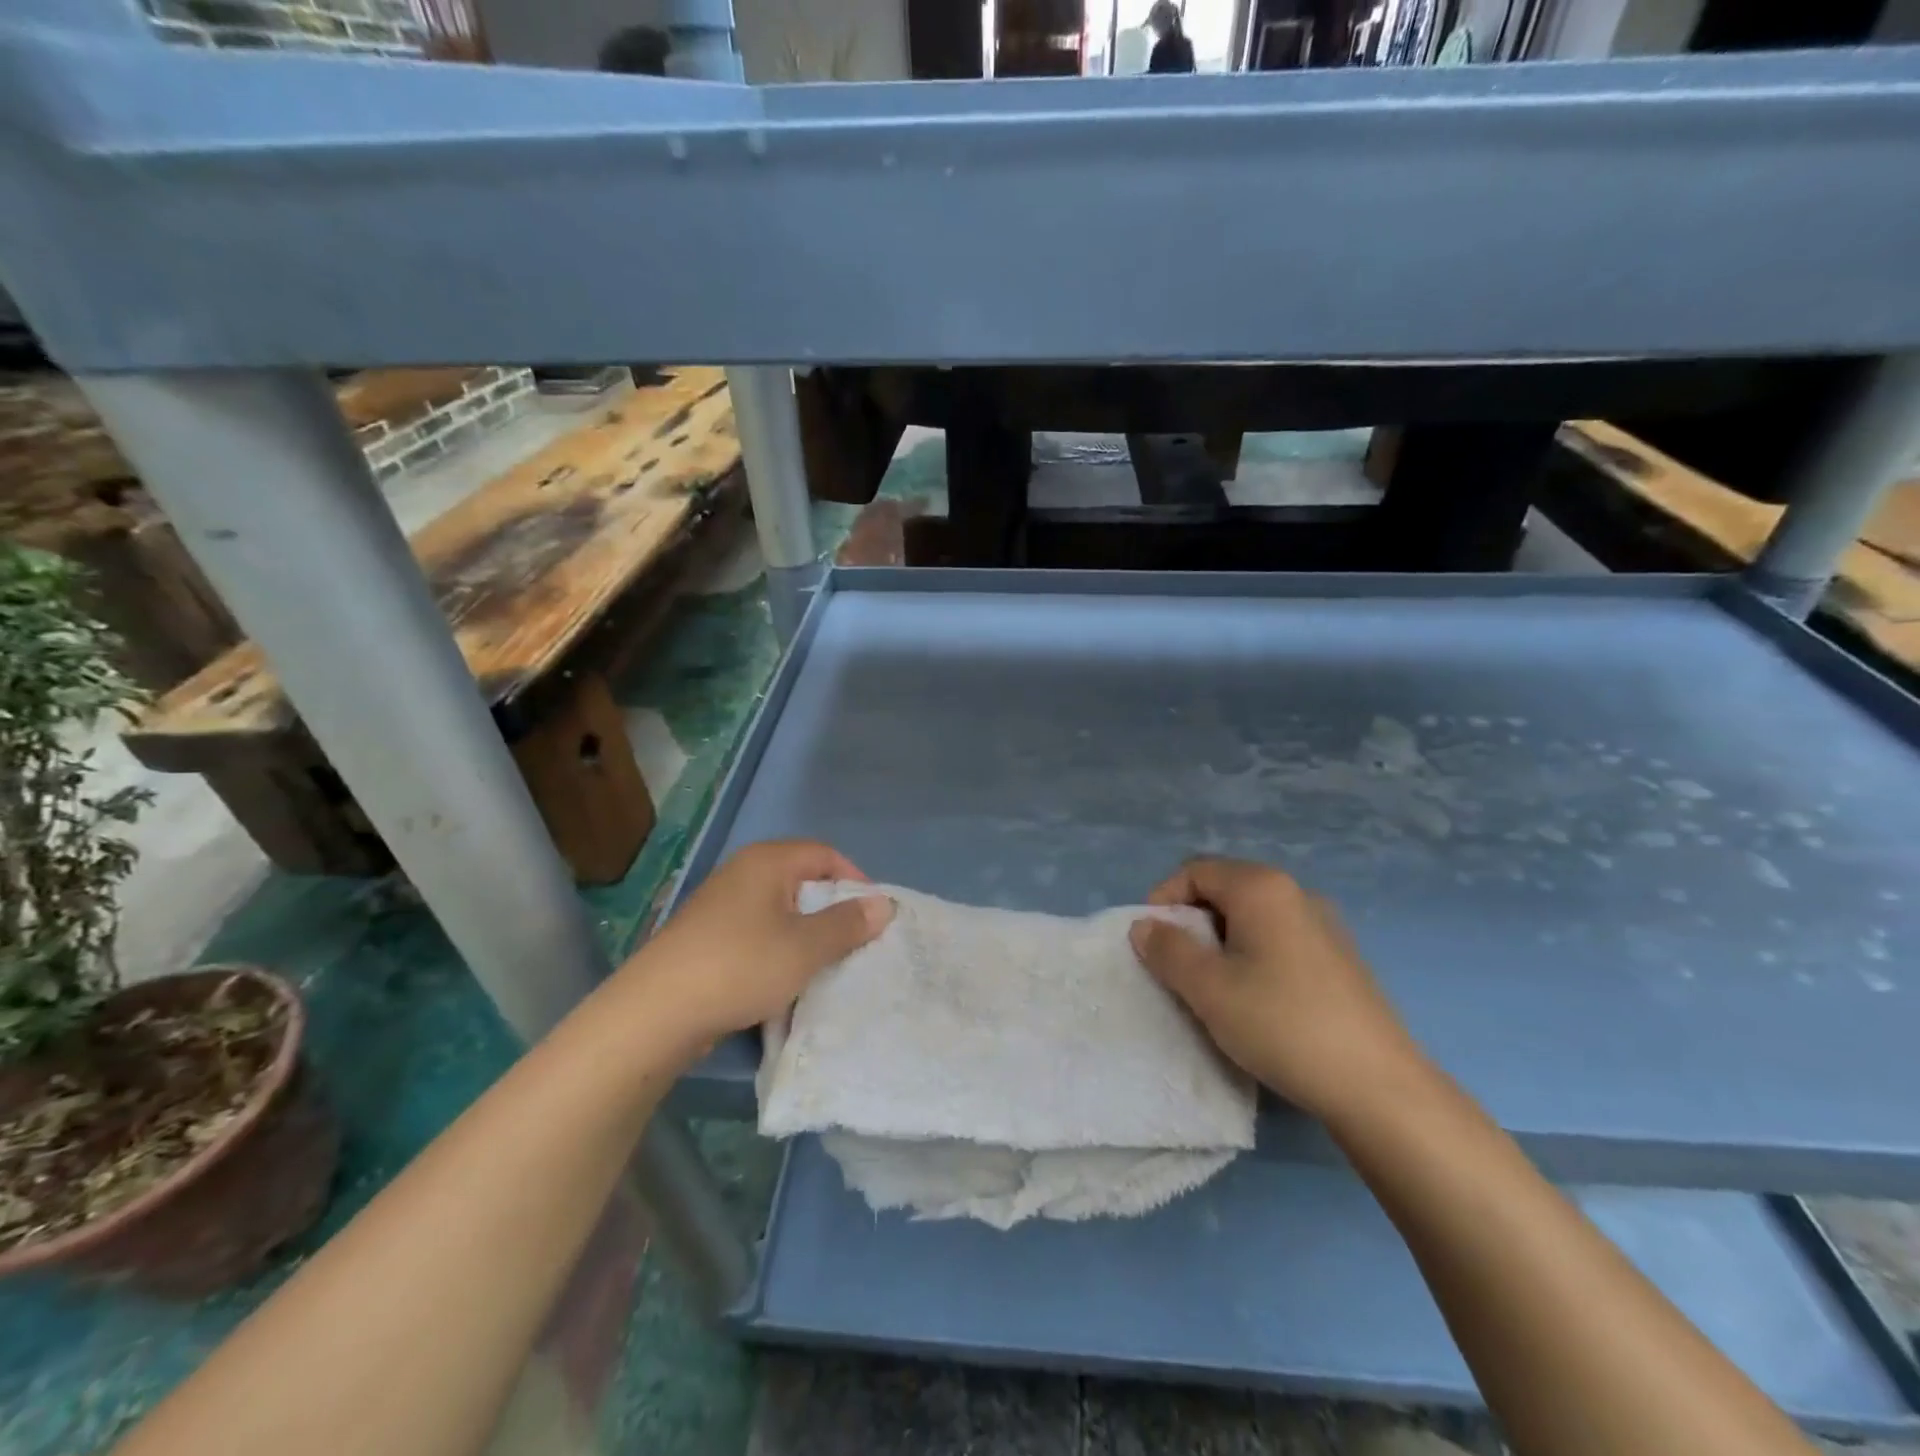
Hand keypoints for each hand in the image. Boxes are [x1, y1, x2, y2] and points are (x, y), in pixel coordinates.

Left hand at [621, 840, 892, 1053]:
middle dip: (833, 910)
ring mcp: (720, 904)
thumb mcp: (806, 947)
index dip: (856, 881)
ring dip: (806, 933)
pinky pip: (757, 932)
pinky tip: (784, 980)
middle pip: (803, 880)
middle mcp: (742, 872)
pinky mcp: (706, 936)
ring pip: (780, 910)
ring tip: (824, 965)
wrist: (656, 1012)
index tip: (873, 917)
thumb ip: (848, 924)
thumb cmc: (741, 966)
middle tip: (855, 943)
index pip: (826, 854)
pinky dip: (778, 948)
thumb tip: (883, 905)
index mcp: (768, 862)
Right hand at [1130, 857, 1427, 1121]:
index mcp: (1262, 887)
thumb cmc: (1281, 1024)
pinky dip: (1253, 954)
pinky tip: (1257, 998)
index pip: (1195, 870)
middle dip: (1192, 922)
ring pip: (1252, 916)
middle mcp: (1295, 893)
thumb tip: (1144, 926)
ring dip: (1221, 941)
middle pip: (1225, 889)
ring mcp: (1323, 924)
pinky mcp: (1339, 957)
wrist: (1377, 1086)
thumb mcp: (1208, 988)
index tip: (1153, 944)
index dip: (1164, 900)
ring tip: (1214, 987)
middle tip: (1179, 967)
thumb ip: (1168, 950)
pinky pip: (1279, 937)